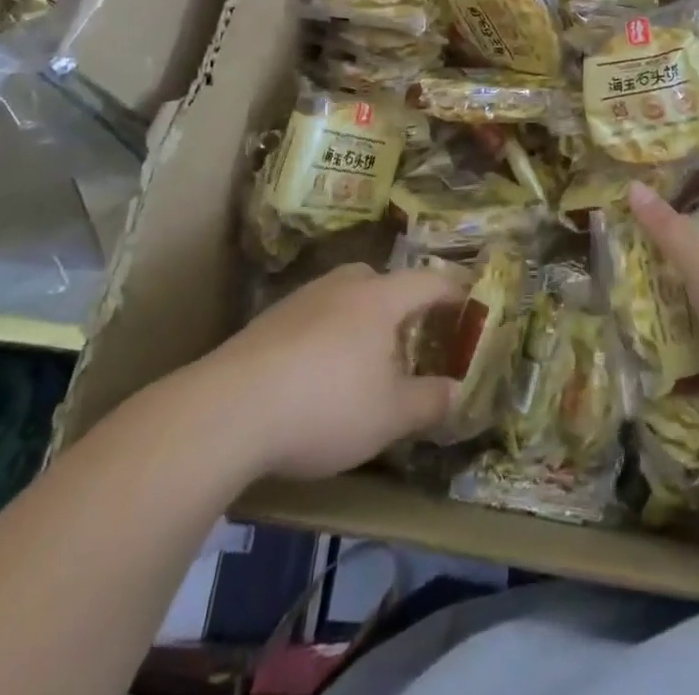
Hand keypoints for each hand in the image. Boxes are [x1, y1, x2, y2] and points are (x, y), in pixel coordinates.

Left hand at [198, 264, 462, 480]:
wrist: (227, 410)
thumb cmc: (325, 405)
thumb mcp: (390, 416)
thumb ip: (429, 401)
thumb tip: (456, 391)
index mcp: (381, 298)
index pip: (429, 281)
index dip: (454, 291)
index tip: (470, 302)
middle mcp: (343, 285)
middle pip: (383, 281)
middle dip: (403, 304)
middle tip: (414, 335)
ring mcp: (302, 298)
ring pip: (346, 296)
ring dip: (363, 319)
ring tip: (365, 358)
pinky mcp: (269, 320)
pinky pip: (315, 316)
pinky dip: (329, 334)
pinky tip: (318, 372)